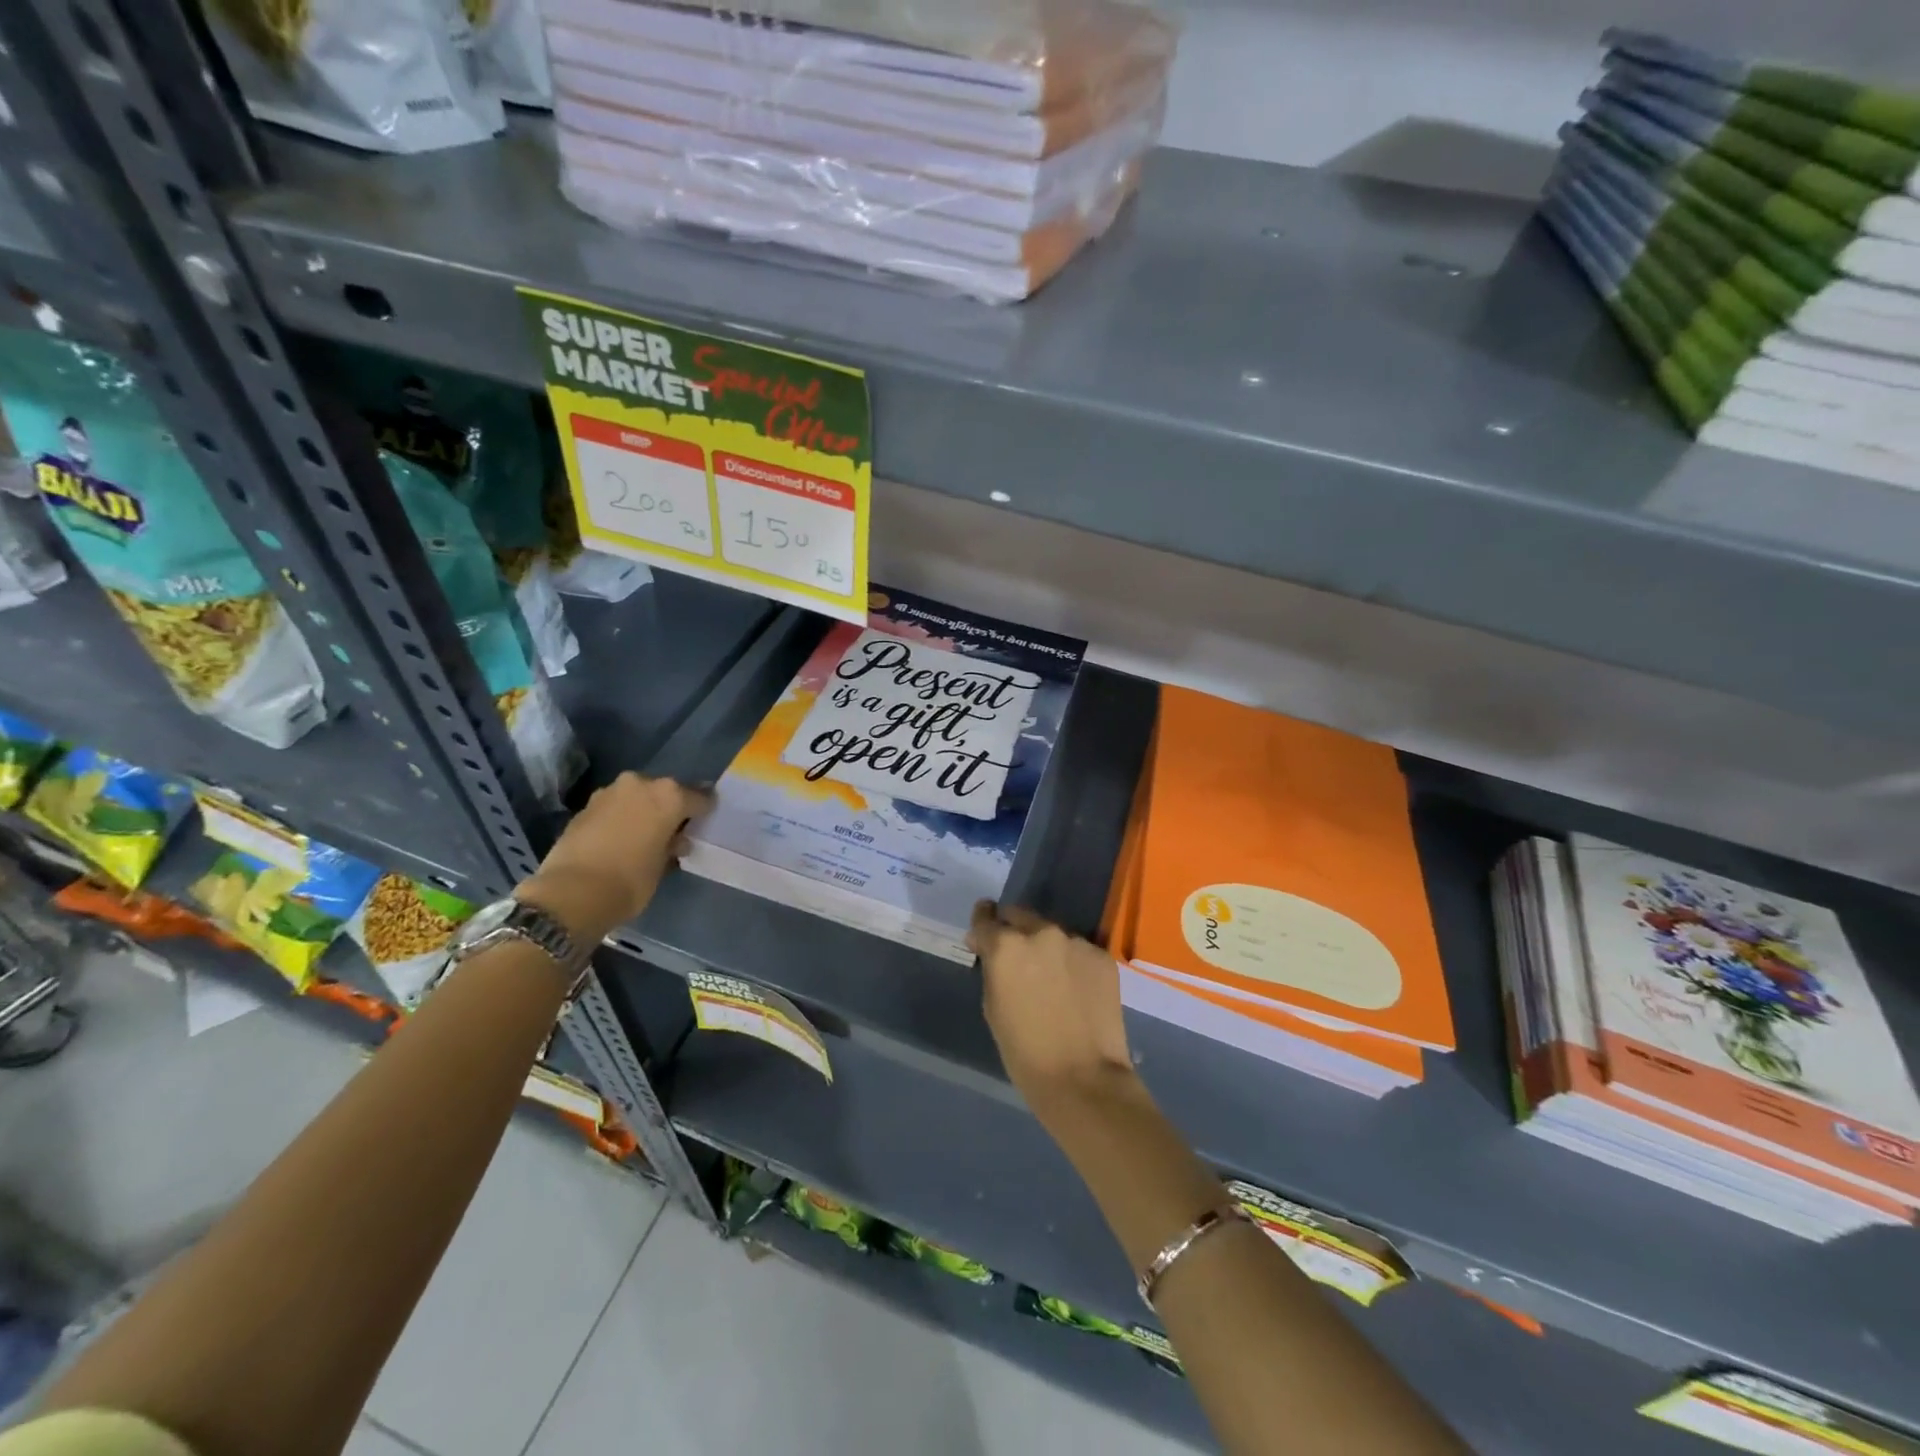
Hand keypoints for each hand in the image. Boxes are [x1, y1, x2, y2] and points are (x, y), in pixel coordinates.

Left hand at [517, 773, 713, 942]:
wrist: (572, 894)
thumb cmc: (630, 881)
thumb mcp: (663, 866)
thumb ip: (672, 846)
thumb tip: (675, 840)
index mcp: (669, 796)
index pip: (699, 798)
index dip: (703, 812)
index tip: (705, 823)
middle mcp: (640, 784)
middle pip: (664, 793)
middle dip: (669, 809)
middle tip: (672, 831)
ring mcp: (609, 793)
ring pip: (636, 797)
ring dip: (642, 811)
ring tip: (644, 836)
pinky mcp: (585, 807)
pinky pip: (613, 808)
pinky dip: (620, 819)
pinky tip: (619, 839)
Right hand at [968, 901, 1141, 1121]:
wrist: (1084, 1078)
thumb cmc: (1025, 1052)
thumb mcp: (992, 1007)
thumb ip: (993, 970)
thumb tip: (995, 955)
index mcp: (1006, 945)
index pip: (985, 917)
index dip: (981, 925)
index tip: (982, 936)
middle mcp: (1041, 933)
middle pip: (1019, 915)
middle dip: (1013, 930)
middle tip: (1016, 957)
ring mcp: (1076, 942)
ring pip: (1052, 934)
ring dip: (1045, 948)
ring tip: (1050, 979)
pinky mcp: (1102, 956)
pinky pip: (1079, 951)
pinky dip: (1072, 963)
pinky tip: (1075, 990)